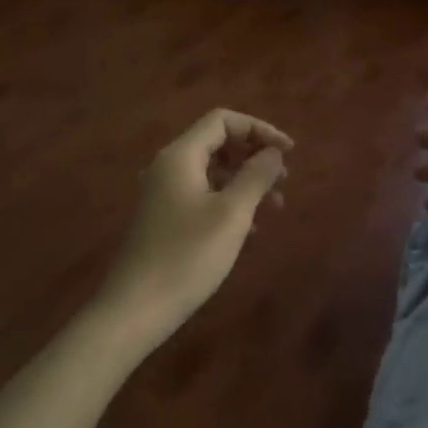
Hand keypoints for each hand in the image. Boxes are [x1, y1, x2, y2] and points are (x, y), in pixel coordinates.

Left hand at [100, 108, 291, 340]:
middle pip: (217, 144)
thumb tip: (272, 152)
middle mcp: (168, 167)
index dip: (259, 129)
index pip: (222, 121)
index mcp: (180, 156)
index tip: (289, 153)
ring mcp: (163, 194)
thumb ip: (256, 176)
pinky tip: (250, 228)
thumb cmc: (188, 256)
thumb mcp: (232, 214)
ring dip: (245, 181)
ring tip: (275, 206)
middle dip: (254, 156)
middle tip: (284, 179)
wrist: (138, 307)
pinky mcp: (164, 219)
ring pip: (211, 172)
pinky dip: (229, 201)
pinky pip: (202, 196)